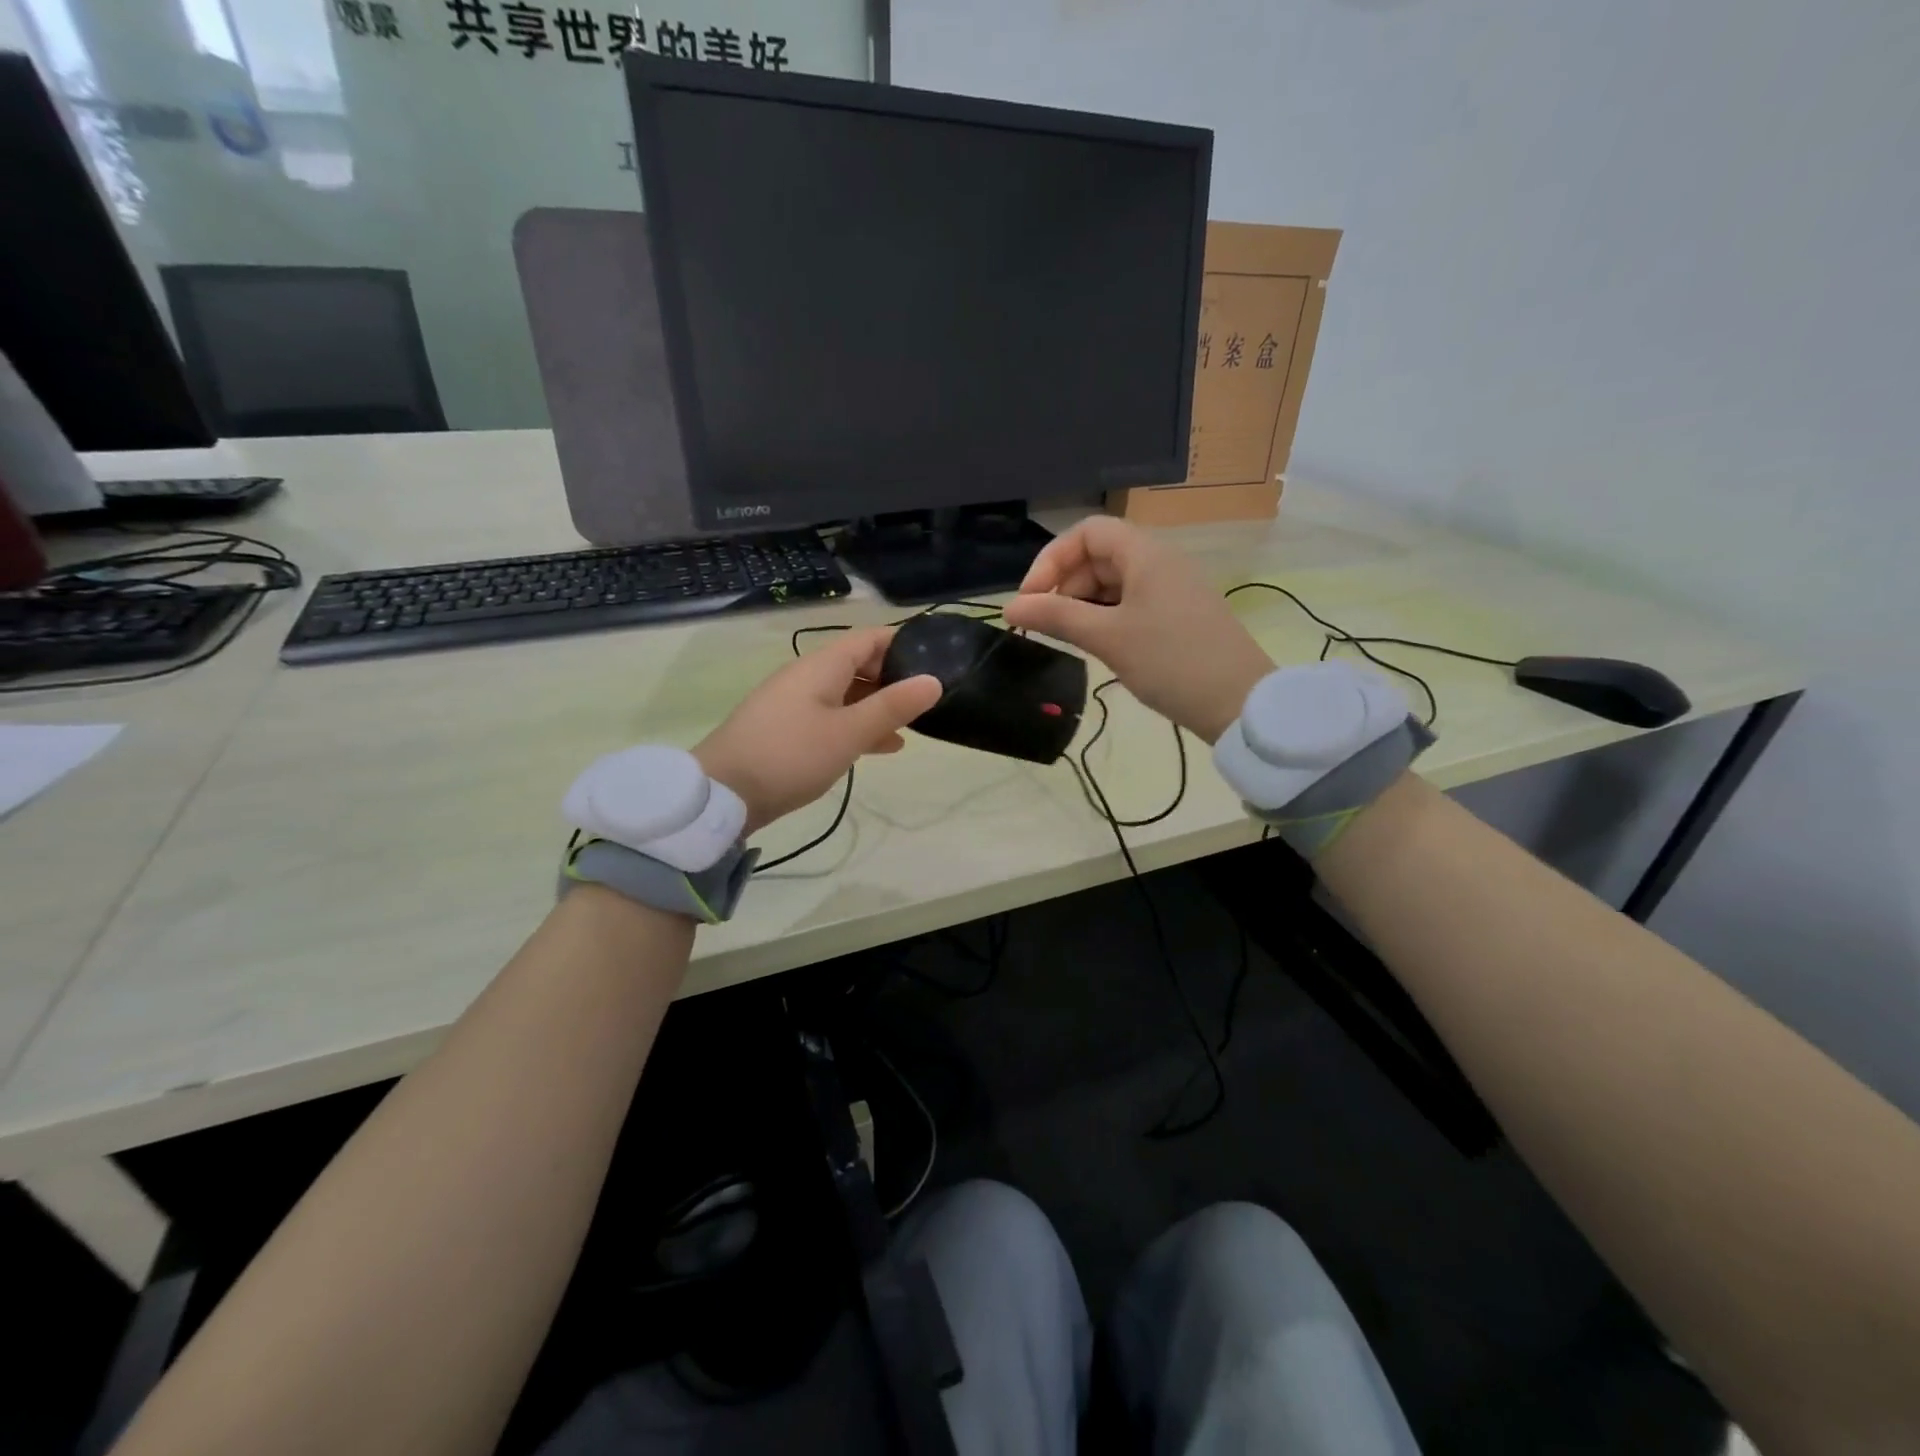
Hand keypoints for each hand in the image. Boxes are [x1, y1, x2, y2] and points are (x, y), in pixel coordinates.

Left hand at [694, 626, 941, 835]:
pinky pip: (832, 716)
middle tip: (928, 699)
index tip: (936, 658)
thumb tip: (934, 680)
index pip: (869, 638)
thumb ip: (892, 707)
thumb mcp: (848, 733)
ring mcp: (794, 703)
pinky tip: (881, 746)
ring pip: (846, 694)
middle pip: (858, 664)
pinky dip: (857, 725)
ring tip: (912, 726)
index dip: (903, 643)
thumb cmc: (790, 755)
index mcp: (822, 666)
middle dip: (893, 678)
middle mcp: (807, 676)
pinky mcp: (787, 729)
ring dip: (878, 706)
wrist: (723, 794)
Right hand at [1001, 517, 1273, 742]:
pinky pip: (1130, 603)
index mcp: (1145, 553)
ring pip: (1113, 582)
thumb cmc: (1171, 662)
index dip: (1051, 559)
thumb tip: (1010, 607)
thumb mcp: (1107, 637)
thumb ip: (1056, 616)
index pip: (1087, 532)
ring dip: (1082, 604)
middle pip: (1098, 556)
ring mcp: (1171, 589)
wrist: (1239, 703)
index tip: (1030, 598)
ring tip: (1066, 638)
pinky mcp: (1177, 615)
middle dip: (1064, 584)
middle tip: (1044, 624)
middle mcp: (1159, 561)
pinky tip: (1095, 644)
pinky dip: (1105, 617)